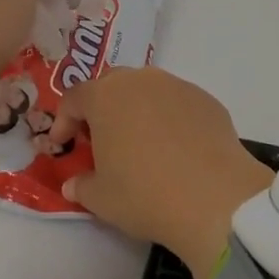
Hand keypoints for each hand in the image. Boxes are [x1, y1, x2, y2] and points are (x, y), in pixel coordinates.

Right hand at [49, 69, 271, 278]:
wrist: (215, 197)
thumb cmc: (145, 194)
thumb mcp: (101, 198)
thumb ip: (82, 185)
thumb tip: (73, 184)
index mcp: (105, 97)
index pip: (74, 98)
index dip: (64, 121)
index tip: (64, 145)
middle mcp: (140, 80)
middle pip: (110, 85)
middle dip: (100, 108)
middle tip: (100, 139)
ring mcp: (176, 86)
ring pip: (146, 90)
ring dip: (136, 110)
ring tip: (139, 143)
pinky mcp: (205, 99)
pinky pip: (177, 102)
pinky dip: (168, 118)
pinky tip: (175, 149)